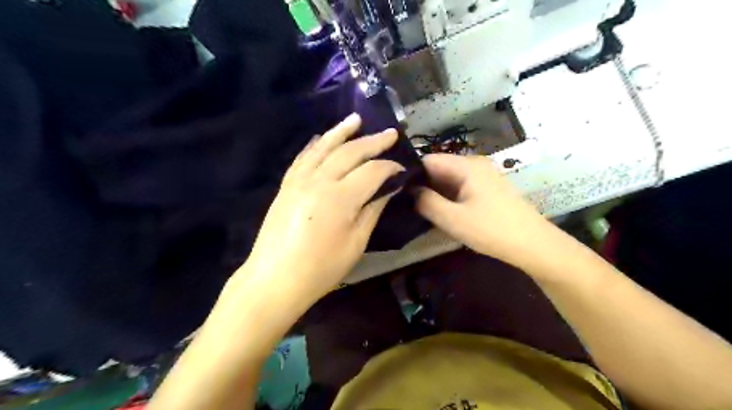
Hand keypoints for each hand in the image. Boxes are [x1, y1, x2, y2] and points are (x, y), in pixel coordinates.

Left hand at [240, 114, 402, 308]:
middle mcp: (319, 180)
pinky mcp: (287, 185)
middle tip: (391, 134)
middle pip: (350, 152)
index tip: (403, 169)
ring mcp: (299, 180)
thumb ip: (373, 210)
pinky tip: (323, 138)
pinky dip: (316, 144)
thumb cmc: (321, 268)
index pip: (372, 171)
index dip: (390, 167)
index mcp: (340, 198)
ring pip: (324, 147)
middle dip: (373, 142)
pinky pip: (303, 157)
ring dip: (342, 131)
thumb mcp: (356, 243)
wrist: (275, 279)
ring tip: (356, 119)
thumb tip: (389, 188)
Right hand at [415, 154, 551, 268]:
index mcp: (466, 166)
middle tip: (403, 203)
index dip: (410, 174)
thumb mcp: (452, 218)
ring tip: (417, 209)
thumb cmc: (491, 229)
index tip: (394, 190)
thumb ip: (426, 202)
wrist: (533, 244)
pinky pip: (459, 187)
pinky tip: (439, 212)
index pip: (427, 160)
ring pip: (448, 179)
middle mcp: (473, 165)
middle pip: (438, 169)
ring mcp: (482, 176)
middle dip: (421, 185)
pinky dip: (447, 197)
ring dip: (434, 193)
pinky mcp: (486, 189)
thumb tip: (408, 191)